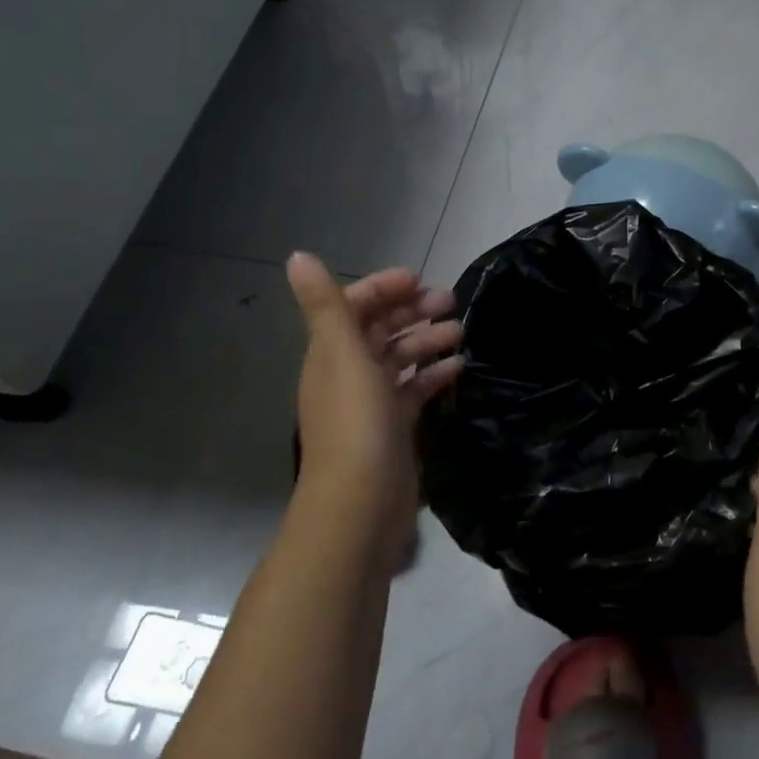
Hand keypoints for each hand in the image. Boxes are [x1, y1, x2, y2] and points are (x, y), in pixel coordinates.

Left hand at [286, 252, 462, 540]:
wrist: (362, 502)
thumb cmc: (355, 421)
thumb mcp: (341, 353)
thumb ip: (324, 305)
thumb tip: (297, 256)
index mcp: (331, 353)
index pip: (353, 307)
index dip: (383, 288)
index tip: (420, 281)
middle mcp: (348, 373)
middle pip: (380, 330)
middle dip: (413, 311)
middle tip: (451, 302)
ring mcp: (372, 403)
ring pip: (401, 359)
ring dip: (427, 340)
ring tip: (460, 332)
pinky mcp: (395, 427)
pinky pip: (415, 390)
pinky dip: (434, 375)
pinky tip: (459, 367)